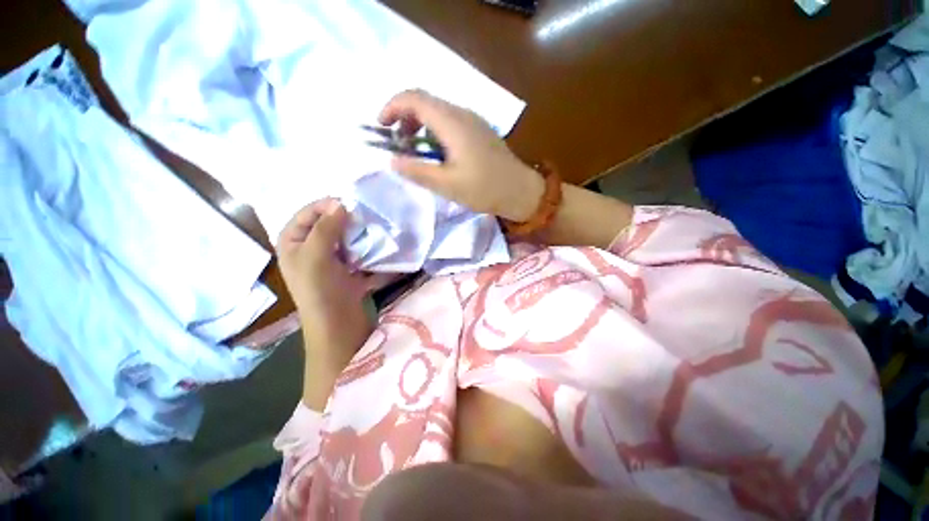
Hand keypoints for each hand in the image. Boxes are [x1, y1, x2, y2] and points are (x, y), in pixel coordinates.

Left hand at [276, 198, 379, 364]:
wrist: (338, 325)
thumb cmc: (319, 290)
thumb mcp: (315, 255)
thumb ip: (325, 228)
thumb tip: (341, 204)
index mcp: (293, 243)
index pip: (308, 213)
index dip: (326, 206)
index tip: (351, 204)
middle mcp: (310, 249)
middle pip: (329, 224)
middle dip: (347, 220)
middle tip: (366, 217)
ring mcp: (332, 260)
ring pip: (346, 238)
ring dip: (360, 234)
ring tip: (375, 229)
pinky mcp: (349, 270)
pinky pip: (358, 252)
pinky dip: (368, 249)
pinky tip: (379, 245)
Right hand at [378, 90, 543, 221]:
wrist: (520, 191)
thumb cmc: (484, 189)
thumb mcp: (447, 185)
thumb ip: (417, 171)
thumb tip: (392, 161)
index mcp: (452, 123)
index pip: (414, 97)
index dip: (392, 106)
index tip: (381, 127)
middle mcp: (462, 113)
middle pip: (425, 101)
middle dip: (404, 117)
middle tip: (398, 144)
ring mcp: (473, 120)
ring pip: (438, 111)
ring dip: (420, 125)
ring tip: (415, 151)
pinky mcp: (479, 130)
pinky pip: (450, 121)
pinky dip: (434, 131)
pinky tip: (437, 153)